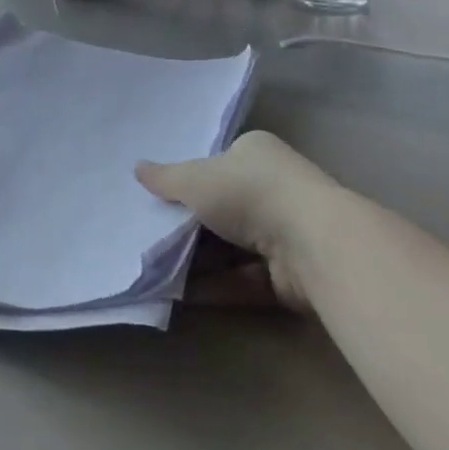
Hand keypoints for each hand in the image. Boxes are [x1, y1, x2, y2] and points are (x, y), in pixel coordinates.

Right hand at [137, 131, 325, 310]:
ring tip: (157, 270)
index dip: (189, 181)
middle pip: (222, 208)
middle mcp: (273, 189)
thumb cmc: (249, 193)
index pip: (218, 163)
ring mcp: (284, 233)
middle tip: (151, 237)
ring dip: (199, 261)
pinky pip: (244, 279)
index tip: (160, 199)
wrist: (311, 244)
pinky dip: (216, 286)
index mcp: (255, 154)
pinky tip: (181, 295)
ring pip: (231, 247)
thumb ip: (165, 179)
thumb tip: (137, 168)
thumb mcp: (195, 179)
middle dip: (189, 226)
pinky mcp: (289, 275)